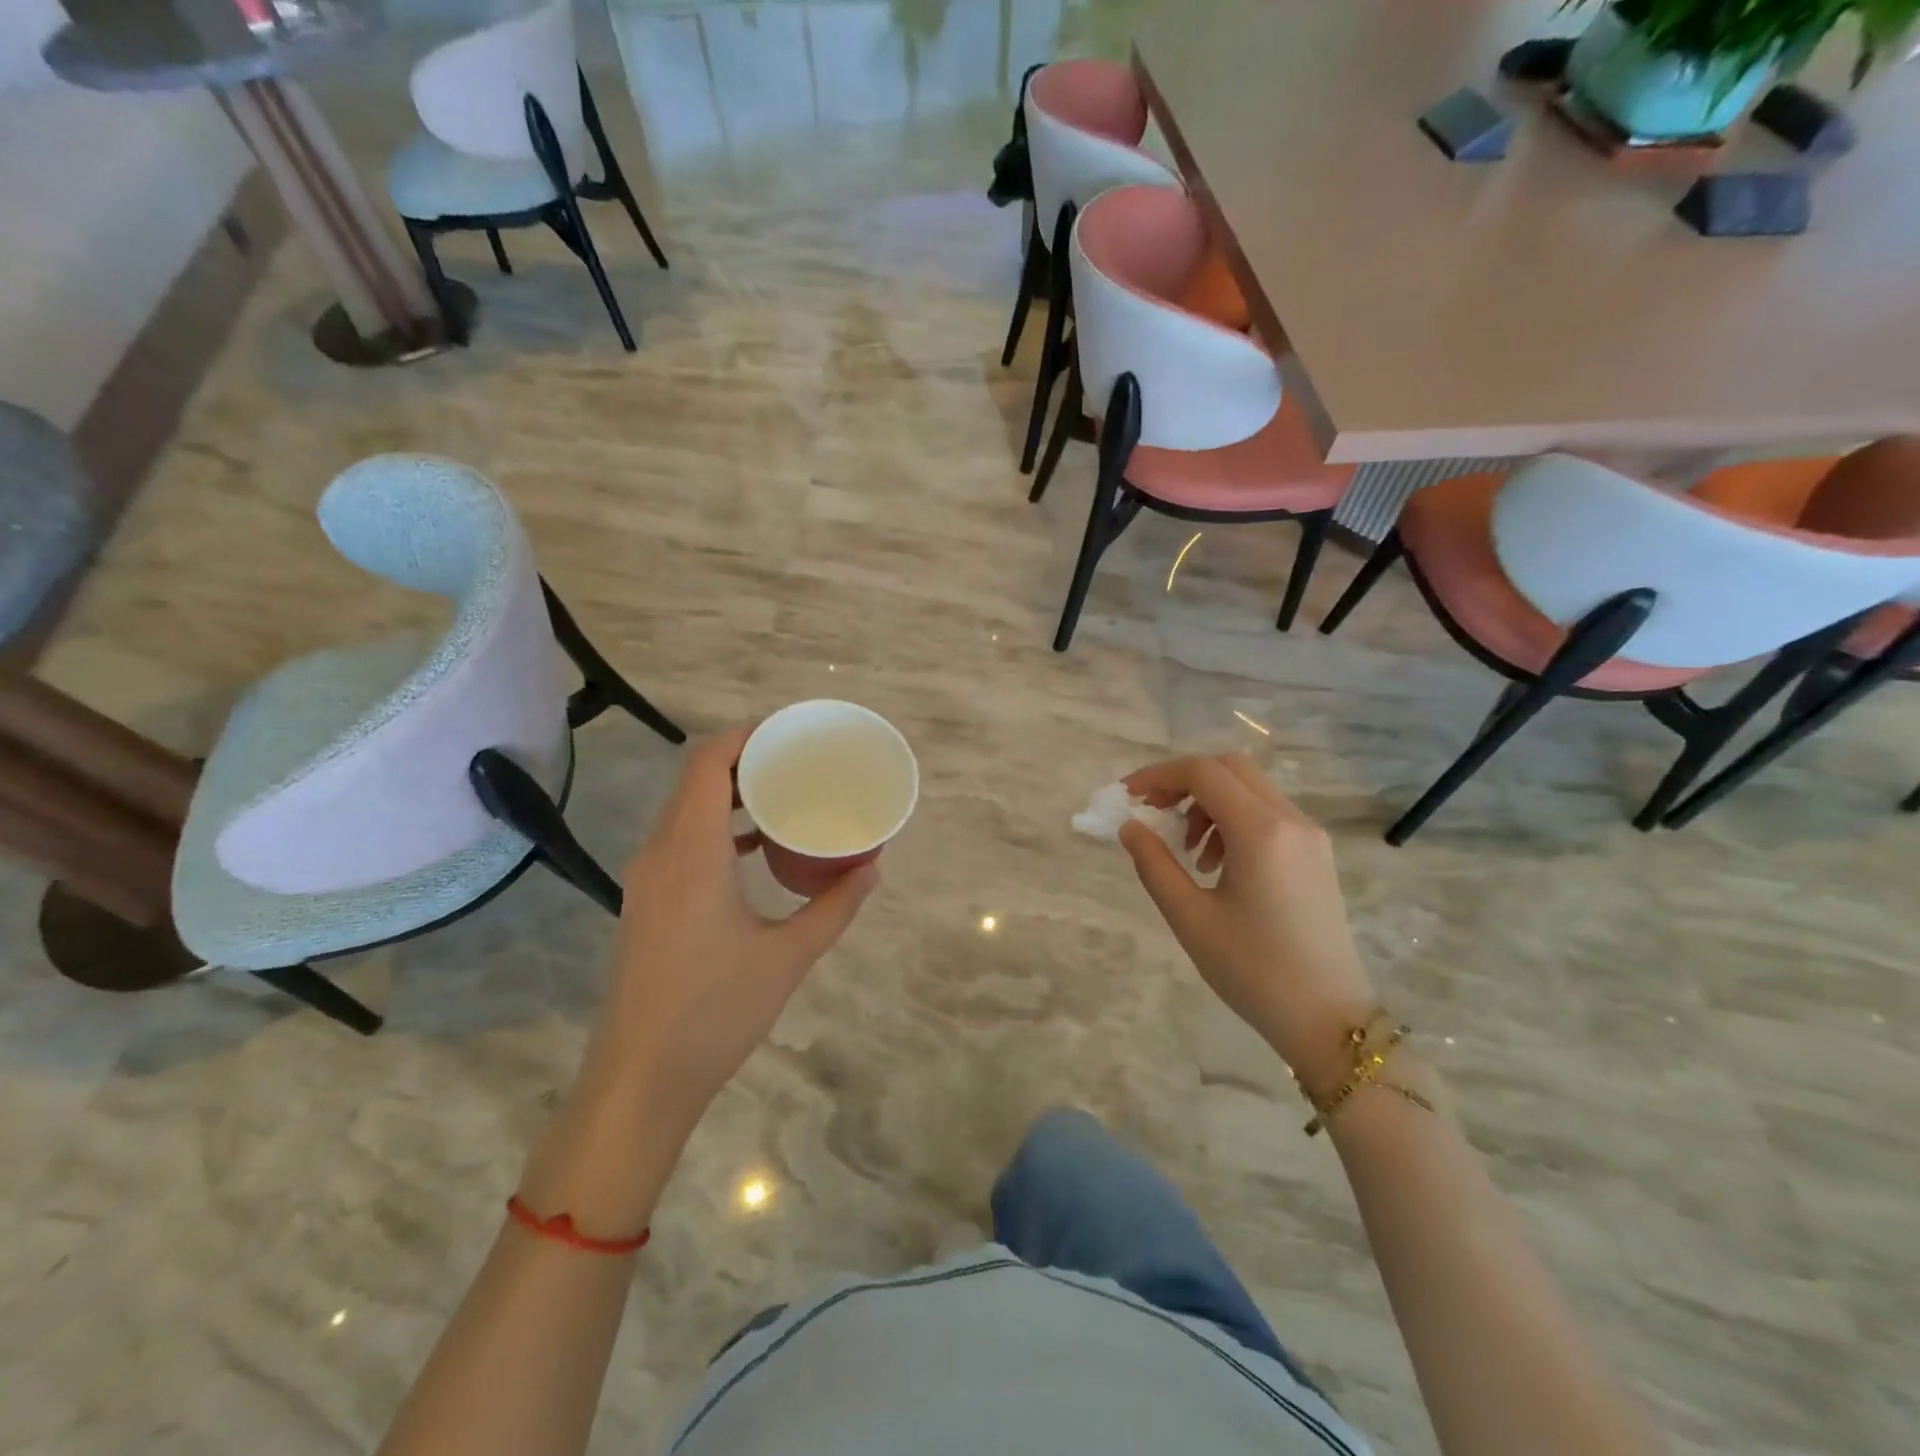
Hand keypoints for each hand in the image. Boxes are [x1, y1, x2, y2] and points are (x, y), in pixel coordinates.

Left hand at [582, 727, 877, 1135]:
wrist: (640, 1078)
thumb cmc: (715, 1011)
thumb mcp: (788, 956)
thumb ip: (834, 907)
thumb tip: (873, 868)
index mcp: (692, 852)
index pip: (707, 763)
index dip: (744, 736)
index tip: (787, 732)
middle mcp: (661, 852)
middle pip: (695, 779)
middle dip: (744, 759)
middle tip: (796, 760)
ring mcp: (647, 878)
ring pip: (684, 809)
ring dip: (728, 793)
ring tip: (781, 794)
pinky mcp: (646, 901)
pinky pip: (680, 839)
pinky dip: (715, 827)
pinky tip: (753, 848)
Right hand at [1118, 753, 1377, 1090]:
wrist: (1329, 1020)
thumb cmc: (1253, 971)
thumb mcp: (1190, 918)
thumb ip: (1154, 864)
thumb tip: (1130, 827)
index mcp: (1261, 832)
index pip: (1203, 772)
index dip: (1159, 775)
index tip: (1128, 796)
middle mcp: (1292, 821)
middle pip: (1230, 768)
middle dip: (1185, 780)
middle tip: (1154, 811)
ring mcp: (1311, 837)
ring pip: (1251, 789)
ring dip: (1210, 802)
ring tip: (1188, 850)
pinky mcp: (1317, 855)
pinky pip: (1269, 814)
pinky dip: (1234, 820)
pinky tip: (1218, 864)